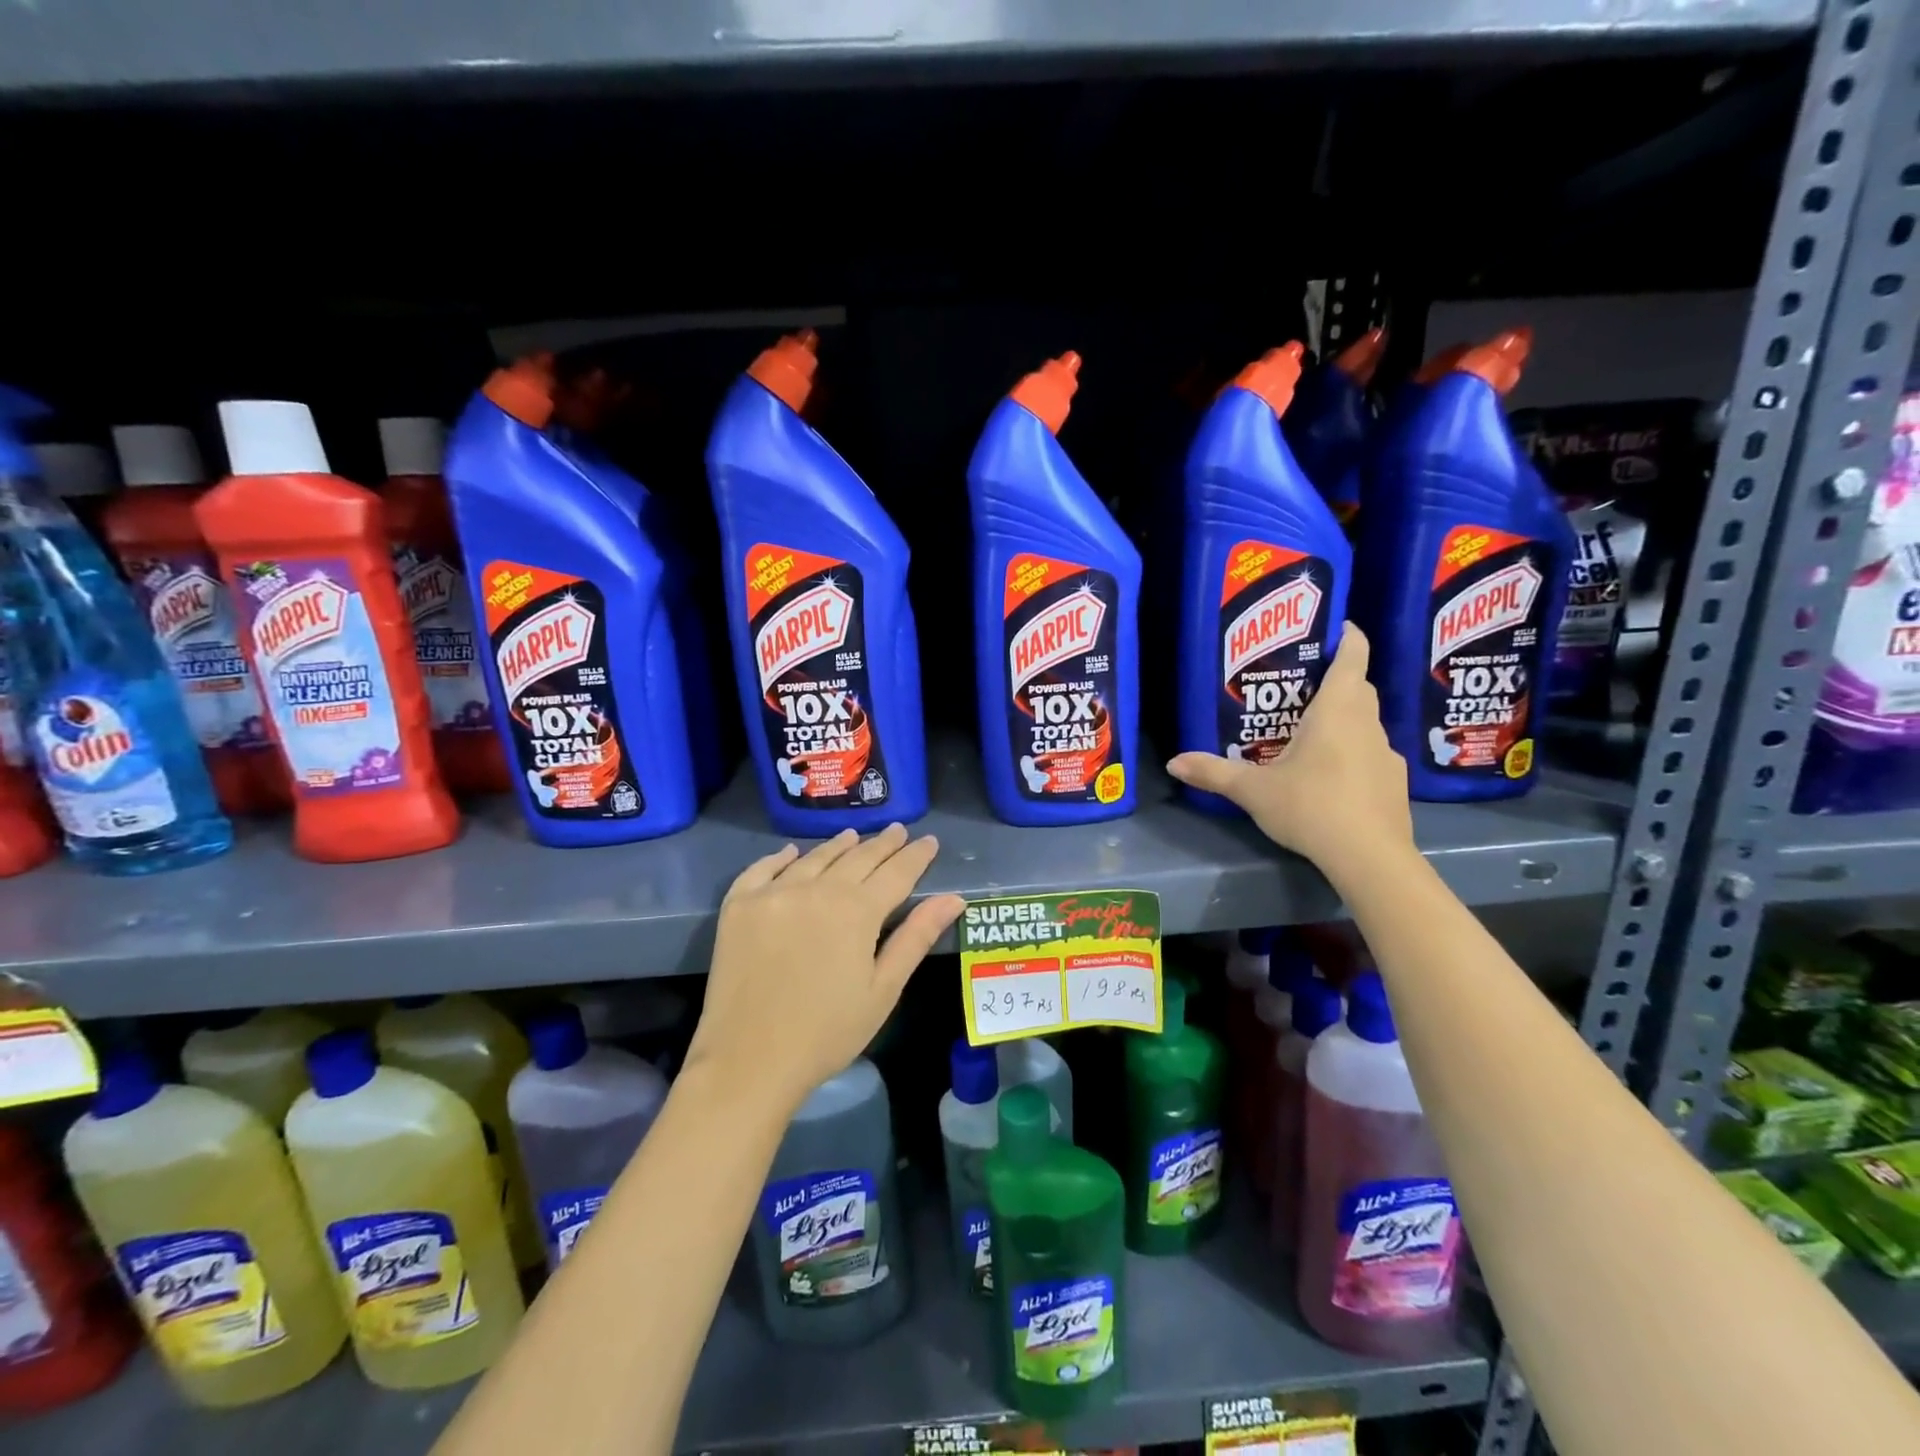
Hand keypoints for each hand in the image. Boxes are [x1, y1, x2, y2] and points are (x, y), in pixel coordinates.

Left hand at [688, 824, 964, 1111]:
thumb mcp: (883, 989)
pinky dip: (781, 857)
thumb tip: (954, 898)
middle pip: (857, 858)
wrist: (748, 1062)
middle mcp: (816, 889)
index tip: (930, 841)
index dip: (916, 856)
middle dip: (882, 844)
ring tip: (854, 836)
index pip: (896, 872)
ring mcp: (773, 893)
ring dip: (838, 845)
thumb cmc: (827, 1033)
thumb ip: (916, 937)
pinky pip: (762, 869)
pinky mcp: (739, 905)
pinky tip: (792, 853)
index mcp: (856, 911)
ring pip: (814, 858)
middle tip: (898, 831)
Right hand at [1167, 624, 1414, 880]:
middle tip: (1304, 686)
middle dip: (1339, 680)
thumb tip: (1173, 763)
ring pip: (1367, 723)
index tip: (1339, 627)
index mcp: (1337, 711)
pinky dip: (1354, 755)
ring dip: (1346, 720)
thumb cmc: (1311, 806)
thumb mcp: (1253, 790)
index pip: (1353, 658)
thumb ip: (1214, 773)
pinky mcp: (1394, 784)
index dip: (1348, 637)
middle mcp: (1368, 724)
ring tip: (1312, 734)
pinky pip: (1372, 756)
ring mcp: (1387, 755)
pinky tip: (1332, 778)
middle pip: (1359, 689)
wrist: (1370, 857)